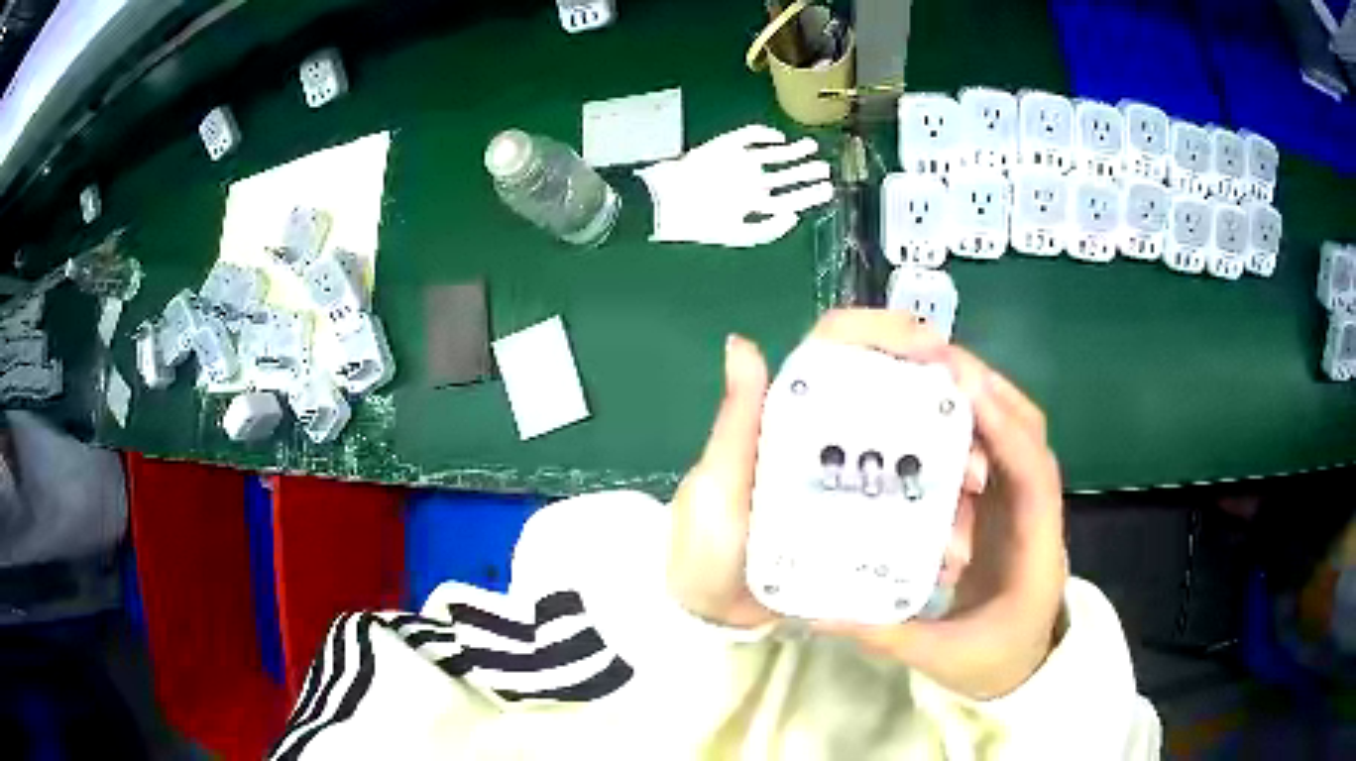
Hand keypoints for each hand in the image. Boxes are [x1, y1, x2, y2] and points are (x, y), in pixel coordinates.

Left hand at [666, 312, 983, 628]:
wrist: (710, 612)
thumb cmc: (705, 543)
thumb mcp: (718, 483)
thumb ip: (736, 420)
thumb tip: (740, 342)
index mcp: (794, 412)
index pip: (841, 347)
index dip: (888, 333)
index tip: (936, 350)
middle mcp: (832, 436)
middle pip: (900, 403)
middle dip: (947, 425)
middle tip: (971, 469)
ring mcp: (852, 480)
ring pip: (917, 462)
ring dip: (949, 493)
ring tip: (957, 539)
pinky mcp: (863, 522)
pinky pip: (911, 515)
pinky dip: (935, 532)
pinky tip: (945, 559)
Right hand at [815, 315, 1067, 700]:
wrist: (1023, 670)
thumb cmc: (994, 663)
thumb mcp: (941, 656)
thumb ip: (885, 632)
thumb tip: (819, 609)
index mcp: (1037, 549)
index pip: (1033, 473)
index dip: (1005, 427)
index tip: (964, 390)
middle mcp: (1038, 513)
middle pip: (1028, 434)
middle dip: (988, 391)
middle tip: (933, 362)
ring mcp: (1024, 505)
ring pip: (1014, 434)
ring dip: (981, 398)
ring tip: (928, 375)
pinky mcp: (1007, 505)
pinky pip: (996, 451)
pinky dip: (973, 425)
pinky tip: (931, 417)